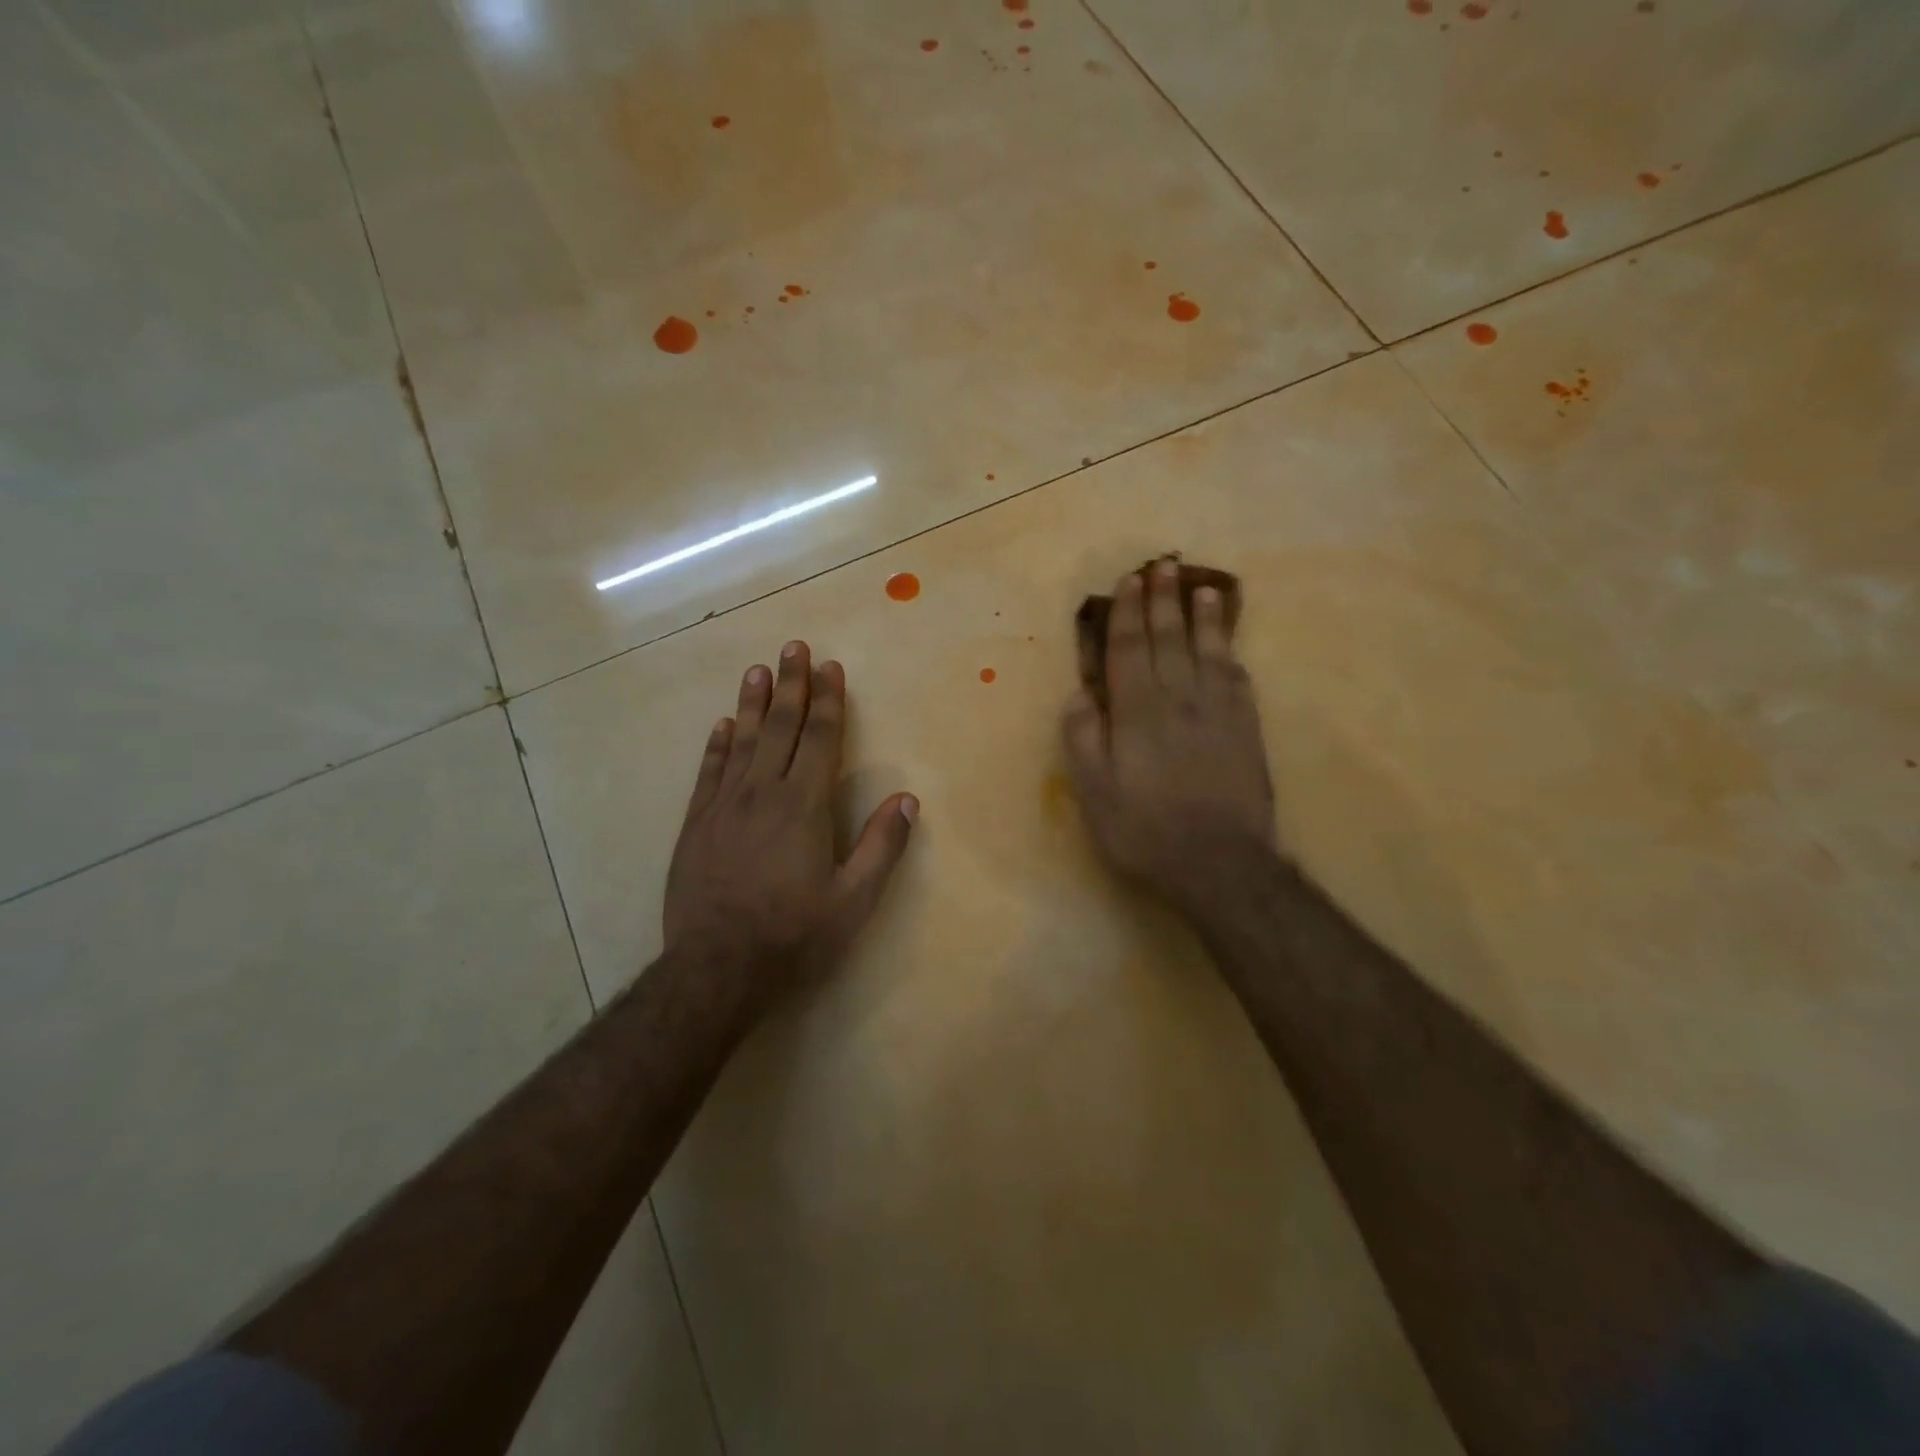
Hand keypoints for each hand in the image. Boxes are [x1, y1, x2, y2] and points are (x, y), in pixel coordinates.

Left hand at [665, 642, 917, 995]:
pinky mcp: (696, 824)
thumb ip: (882, 846)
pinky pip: (710, 772)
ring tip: (758, 670)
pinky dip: (718, 745)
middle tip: (793, 647)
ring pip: (743, 741)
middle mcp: (763, 793)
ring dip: (753, 703)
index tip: (830, 668)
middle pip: (781, 728)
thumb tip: (907, 798)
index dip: (828, 701)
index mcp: (804, 806)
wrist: (716, 968)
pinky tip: (723, 725)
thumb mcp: (854, 900)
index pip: (820, 739)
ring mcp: (724, 806)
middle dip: (791, 685)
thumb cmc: (794, 935)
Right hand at [1062, 561, 1276, 916]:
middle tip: (1162, 566)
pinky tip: (1228, 642)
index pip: (1128, 650)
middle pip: (1168, 639)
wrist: (1220, 864)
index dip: (1126, 614)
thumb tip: (1080, 694)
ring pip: (1207, 651)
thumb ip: (1084, 739)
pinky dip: (1230, 653)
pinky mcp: (1246, 729)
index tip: (1127, 582)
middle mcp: (1178, 699)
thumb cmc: (1145, 831)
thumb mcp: (1094, 794)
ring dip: (1202, 616)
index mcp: (1137, 712)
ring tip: (1201, 587)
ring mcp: (1218, 712)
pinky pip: (1237, 678)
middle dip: (1162, 601)